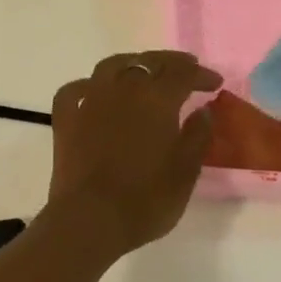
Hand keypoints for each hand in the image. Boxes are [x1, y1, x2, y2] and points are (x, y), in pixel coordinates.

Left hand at [46, 50, 221, 256]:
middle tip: (185, 69)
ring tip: (142, 72)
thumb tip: (203, 111)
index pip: (183, 73)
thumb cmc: (145, 200)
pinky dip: (88, 86)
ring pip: (111, 66)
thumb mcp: (185, 172)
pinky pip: (75, 90)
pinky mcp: (65, 120)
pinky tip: (94, 93)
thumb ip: (197, 136)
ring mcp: (89, 102)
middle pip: (148, 62)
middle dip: (170, 63)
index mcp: (156, 100)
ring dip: (131, 64)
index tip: (215, 84)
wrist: (90, 219)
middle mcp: (122, 90)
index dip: (201, 74)